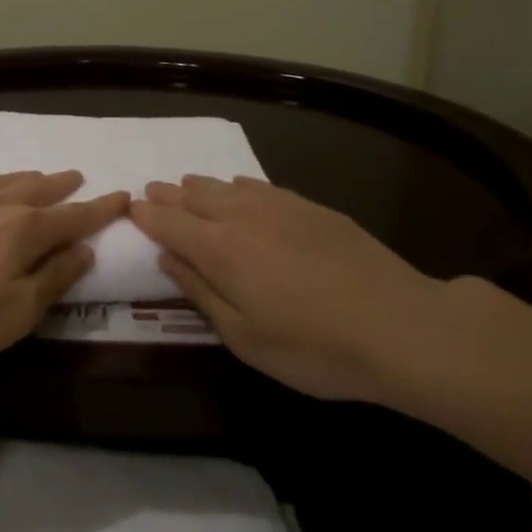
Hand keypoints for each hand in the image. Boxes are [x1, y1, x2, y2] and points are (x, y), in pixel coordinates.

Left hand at [0, 171, 129, 370]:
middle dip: (64, 185)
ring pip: (7, 180)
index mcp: (27, 230)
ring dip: (31, 178)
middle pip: (41, 189)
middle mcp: (0, 204)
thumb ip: (54, 278)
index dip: (102, 209)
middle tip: (79, 177)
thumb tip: (84, 250)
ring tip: (41, 176)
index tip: (123, 196)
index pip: (75, 216)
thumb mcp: (18, 312)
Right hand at [130, 176, 483, 404]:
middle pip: (195, 198)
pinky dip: (239, 185)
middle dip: (169, 195)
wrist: (400, 326)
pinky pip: (262, 186)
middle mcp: (242, 216)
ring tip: (185, 184)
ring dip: (200, 185)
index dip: (147, 215)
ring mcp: (280, 207)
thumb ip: (201, 293)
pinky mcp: (312, 208)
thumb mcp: (244, 337)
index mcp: (219, 249)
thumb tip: (167, 260)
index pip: (169, 224)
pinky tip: (239, 186)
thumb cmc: (313, 347)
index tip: (131, 208)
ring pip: (227, 186)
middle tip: (151, 190)